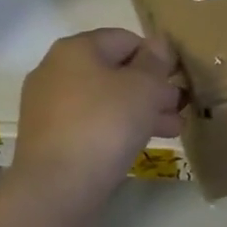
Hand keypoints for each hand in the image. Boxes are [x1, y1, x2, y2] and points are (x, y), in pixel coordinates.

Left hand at [11, 29, 184, 205]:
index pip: (126, 39)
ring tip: (173, 129)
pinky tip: (140, 143)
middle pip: (114, 70)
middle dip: (151, 87)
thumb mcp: (143, 88)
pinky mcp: (47, 136)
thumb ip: (155, 62)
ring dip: (139, 110)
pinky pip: (90, 122)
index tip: (179, 79)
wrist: (56, 188)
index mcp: (76, 48)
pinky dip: (116, 127)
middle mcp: (56, 69)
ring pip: (104, 99)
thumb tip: (158, 43)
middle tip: (179, 106)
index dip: (157, 56)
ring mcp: (47, 105)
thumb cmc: (104, 125)